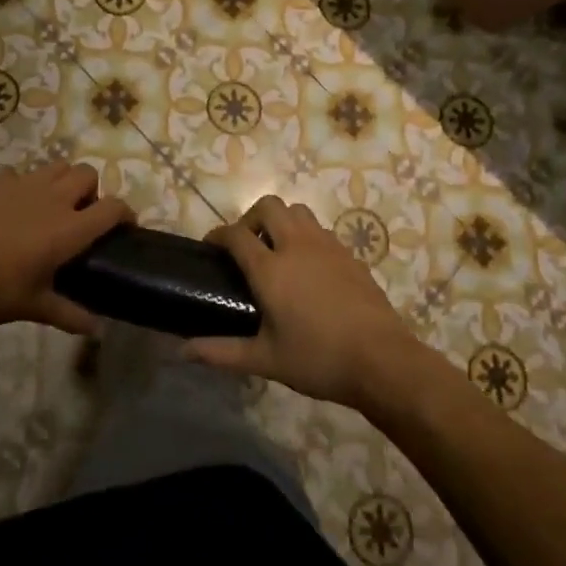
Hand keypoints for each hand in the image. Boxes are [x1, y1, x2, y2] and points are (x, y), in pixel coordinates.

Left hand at [0, 163, 132, 336]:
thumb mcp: (34, 306)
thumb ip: (70, 314)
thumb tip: (97, 330)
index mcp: (69, 229)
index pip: (112, 208)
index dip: (126, 213)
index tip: (125, 226)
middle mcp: (53, 198)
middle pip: (87, 174)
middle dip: (92, 190)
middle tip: (81, 216)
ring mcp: (23, 184)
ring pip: (57, 166)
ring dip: (63, 181)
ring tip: (51, 206)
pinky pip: (21, 174)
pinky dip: (26, 186)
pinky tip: (13, 208)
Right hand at [183, 196, 424, 407]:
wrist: (382, 360)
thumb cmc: (318, 359)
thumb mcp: (265, 360)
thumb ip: (221, 352)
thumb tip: (182, 351)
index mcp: (271, 268)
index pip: (236, 234)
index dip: (218, 235)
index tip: (210, 247)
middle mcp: (296, 246)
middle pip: (268, 206)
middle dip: (250, 218)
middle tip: (246, 247)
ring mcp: (327, 245)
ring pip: (297, 210)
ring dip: (281, 221)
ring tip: (276, 250)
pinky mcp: (349, 254)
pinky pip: (320, 229)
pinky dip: (305, 235)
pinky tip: (308, 266)